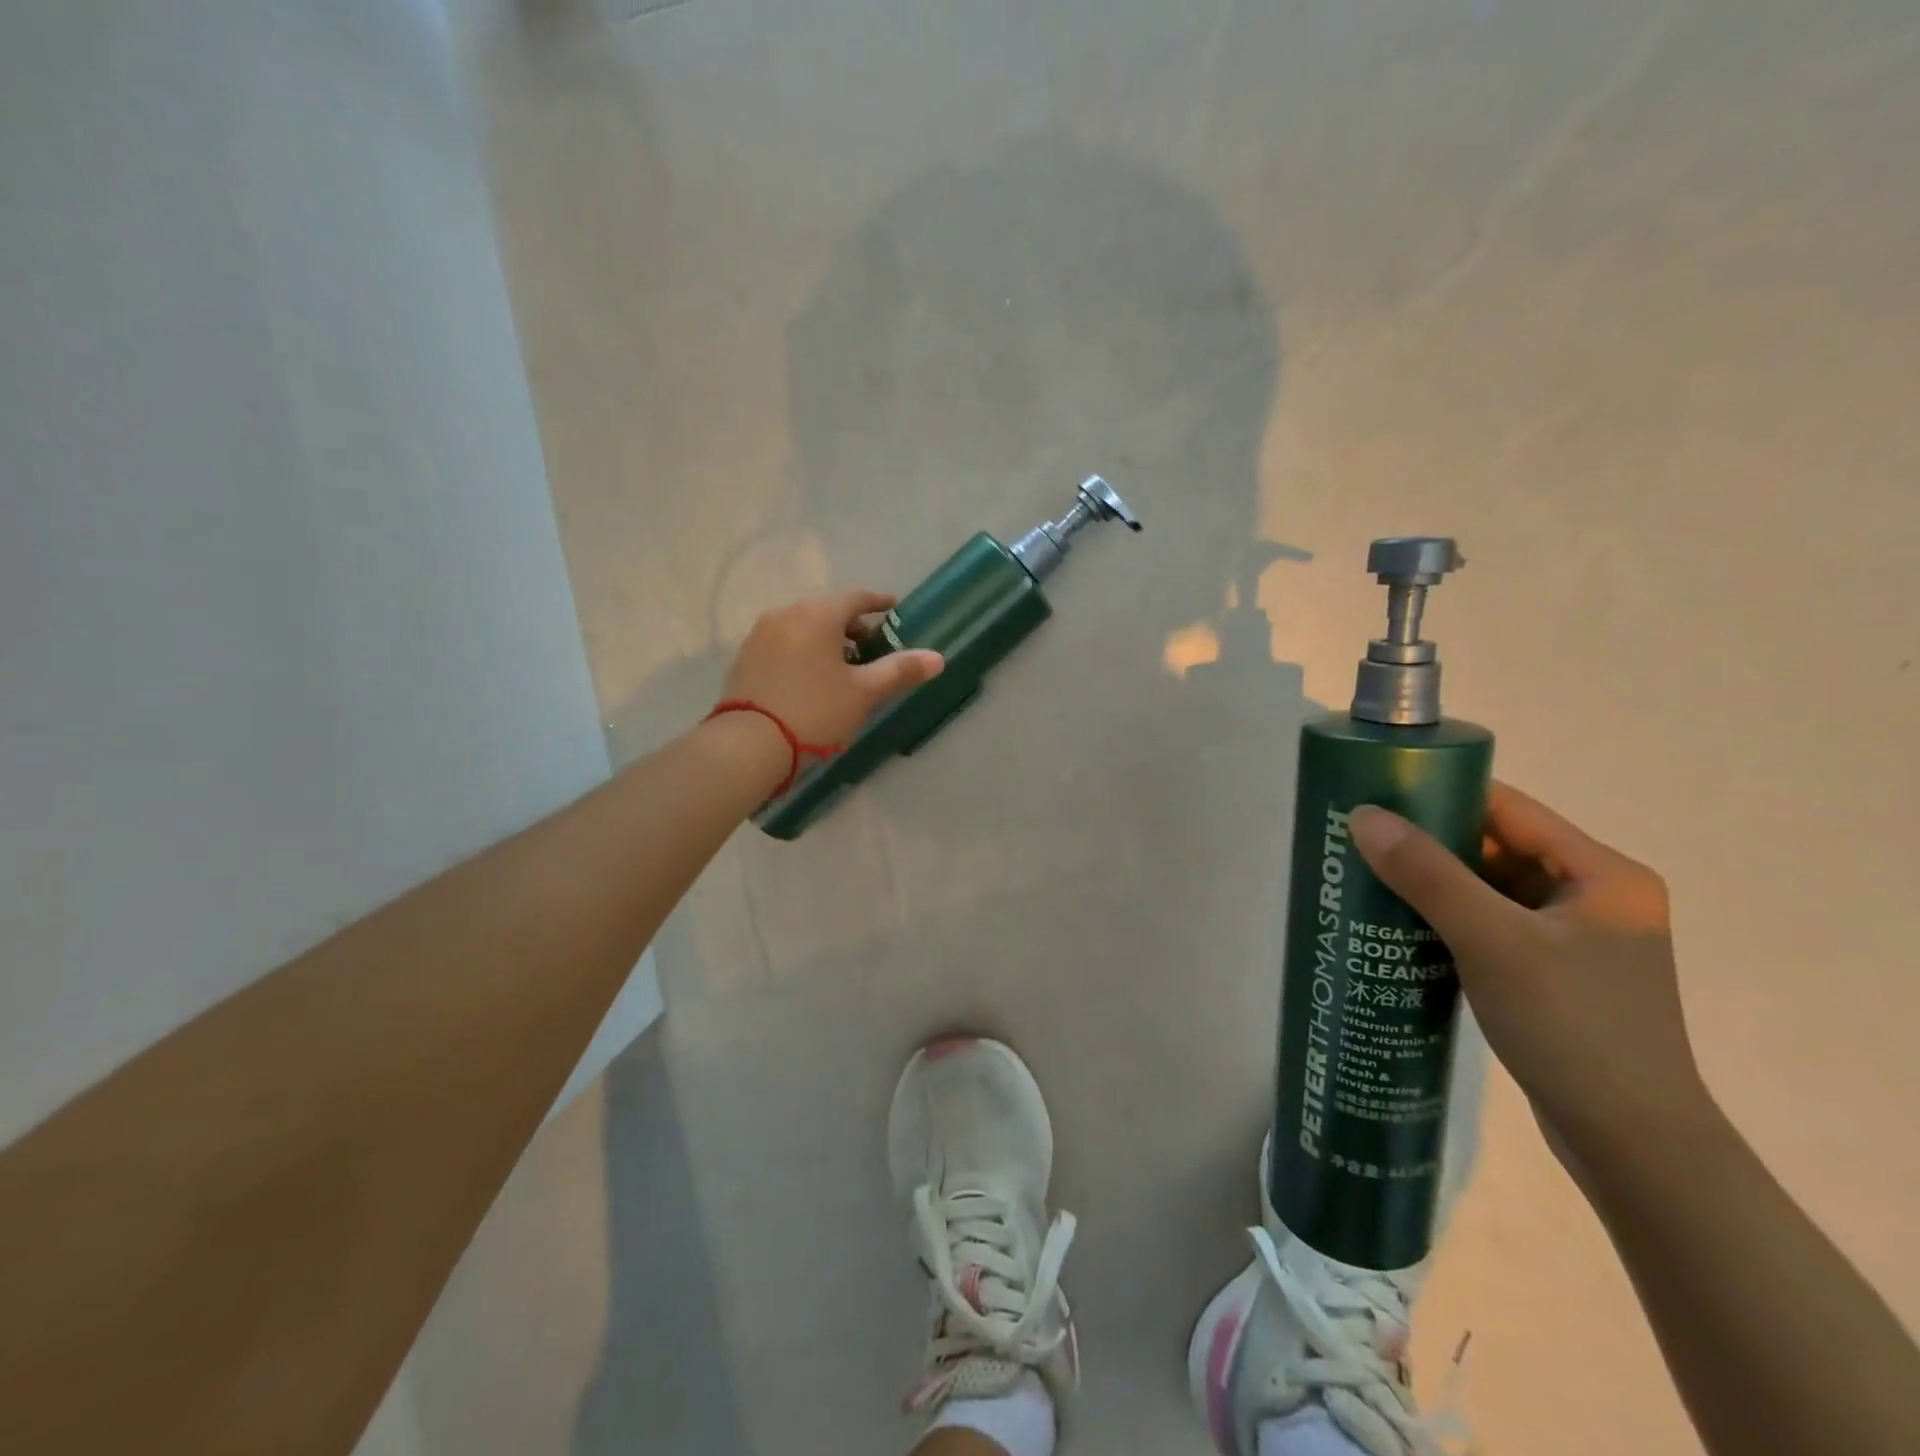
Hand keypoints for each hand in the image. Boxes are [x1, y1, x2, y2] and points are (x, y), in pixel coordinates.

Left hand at [720, 589, 943, 749]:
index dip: (878, 603)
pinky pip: (783, 644)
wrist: (749, 744)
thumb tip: (938, 658)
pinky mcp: (745, 657)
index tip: (893, 609)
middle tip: (871, 647)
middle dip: (852, 626)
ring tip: (842, 667)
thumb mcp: (864, 693)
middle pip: (827, 611)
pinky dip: (802, 651)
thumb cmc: (815, 711)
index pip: (856, 598)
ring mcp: (760, 635)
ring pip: (803, 627)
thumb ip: (900, 671)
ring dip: (826, 640)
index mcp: (818, 615)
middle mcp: (786, 614)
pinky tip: (810, 678)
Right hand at [1348, 783, 1708, 1161]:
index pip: (1508, 808)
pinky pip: (1491, 925)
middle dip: (1428, 843)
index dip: (1441, 793)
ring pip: (1489, 889)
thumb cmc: (1572, 1027)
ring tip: (1368, 880)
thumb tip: (1363, 816)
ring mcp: (1576, 939)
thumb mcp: (1492, 941)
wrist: (1632, 1145)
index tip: (1377, 795)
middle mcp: (1595, 897)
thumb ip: (1427, 874)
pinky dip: (1448, 920)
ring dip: (1433, 884)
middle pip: (1496, 847)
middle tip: (1360, 841)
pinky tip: (1400, 927)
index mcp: (1602, 874)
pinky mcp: (1555, 974)